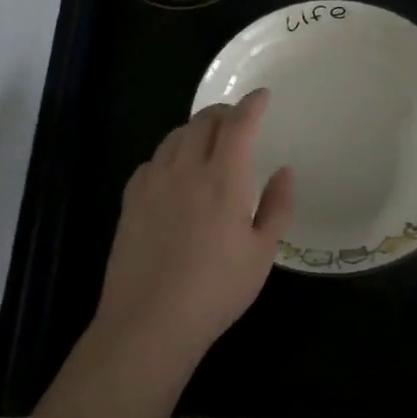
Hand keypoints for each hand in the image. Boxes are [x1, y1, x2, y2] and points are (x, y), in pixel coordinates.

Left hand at [94, 90, 295, 374]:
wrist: (149, 322)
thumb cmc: (216, 290)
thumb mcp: (262, 254)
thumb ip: (278, 206)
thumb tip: (285, 171)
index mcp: (223, 179)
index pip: (239, 124)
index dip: (252, 104)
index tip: (262, 95)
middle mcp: (186, 169)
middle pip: (203, 121)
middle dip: (224, 112)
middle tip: (238, 120)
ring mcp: (153, 182)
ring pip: (175, 136)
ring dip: (196, 129)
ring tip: (209, 140)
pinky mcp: (131, 199)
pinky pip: (154, 159)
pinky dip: (171, 153)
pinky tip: (175, 172)